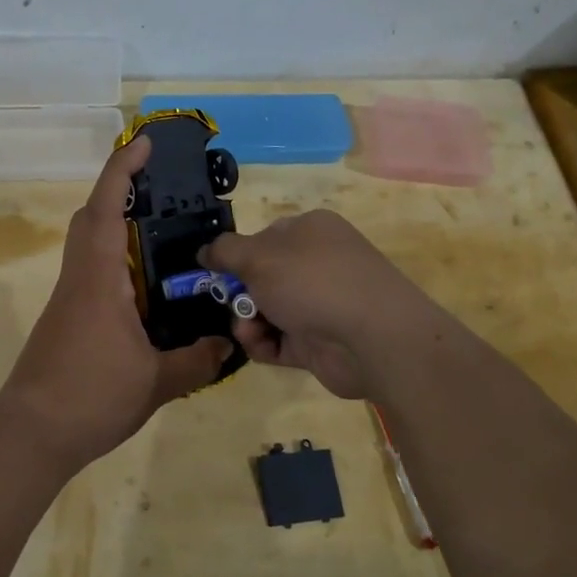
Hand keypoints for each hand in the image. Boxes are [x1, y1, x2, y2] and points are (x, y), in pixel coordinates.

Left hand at [0, 136, 230, 470]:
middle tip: (160, 190)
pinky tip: (143, 291)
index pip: (108, 207)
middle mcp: (80, 278)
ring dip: (116, 227)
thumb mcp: (156, 383)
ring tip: (161, 237)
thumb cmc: (91, 397)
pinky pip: (90, 273)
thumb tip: (226, 346)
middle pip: (91, 217)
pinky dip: (115, 263)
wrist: (31, 434)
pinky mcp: (65, 319)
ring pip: (88, 245)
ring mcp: (68, 299)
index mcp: (100, 279)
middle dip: (119, 191)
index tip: (145, 143)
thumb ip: (196, 361)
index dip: (124, 169)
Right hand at [201, 210, 433, 400]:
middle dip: (239, 293)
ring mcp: (321, 304)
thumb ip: (225, 250)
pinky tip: (261, 345)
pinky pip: (279, 340)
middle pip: (263, 277)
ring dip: (248, 321)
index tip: (215, 272)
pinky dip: (264, 344)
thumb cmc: (312, 281)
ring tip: (248, 330)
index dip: (238, 254)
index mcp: (311, 230)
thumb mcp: (258, 256)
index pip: (264, 236)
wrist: (372, 338)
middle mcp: (318, 264)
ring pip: (267, 310)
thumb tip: (205, 250)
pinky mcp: (319, 342)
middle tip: (230, 303)